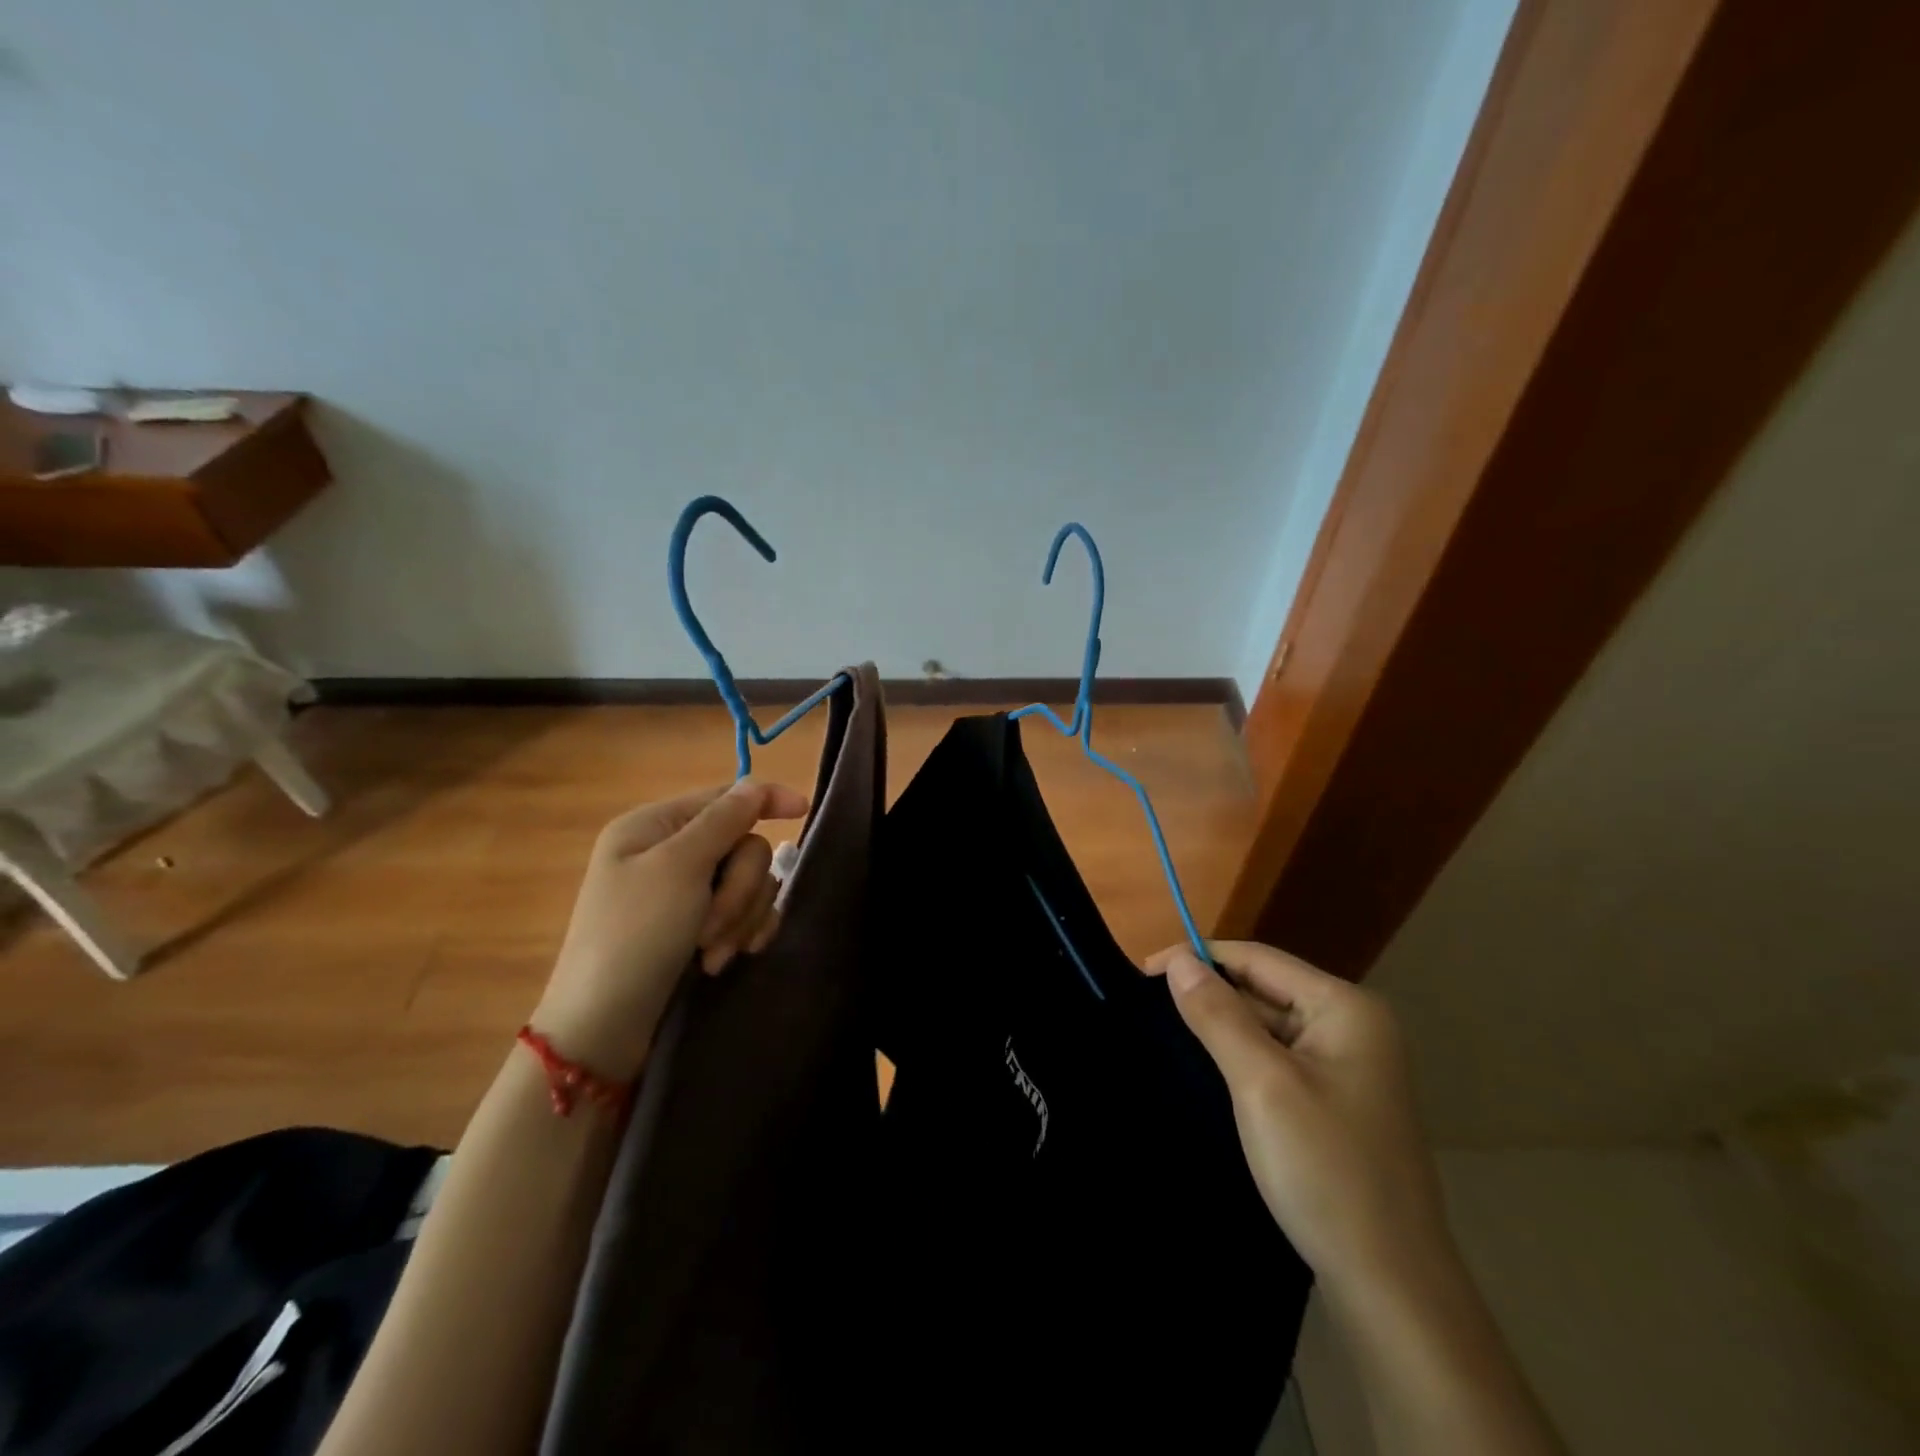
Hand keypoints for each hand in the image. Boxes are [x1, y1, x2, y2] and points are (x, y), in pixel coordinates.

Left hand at [532, 779, 808, 1079]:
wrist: (604, 1028)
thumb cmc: (634, 936)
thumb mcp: (678, 869)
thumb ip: (723, 821)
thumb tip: (755, 785)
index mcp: (654, 826)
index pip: (723, 797)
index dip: (765, 800)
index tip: (804, 810)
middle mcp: (670, 853)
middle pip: (742, 846)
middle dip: (738, 889)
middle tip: (712, 927)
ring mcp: (684, 894)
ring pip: (748, 883)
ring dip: (739, 918)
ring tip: (713, 955)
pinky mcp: (697, 928)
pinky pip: (744, 913)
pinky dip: (741, 933)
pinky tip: (729, 958)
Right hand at [1146, 941, 1451, 1300]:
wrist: (1391, 1286)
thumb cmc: (1325, 1170)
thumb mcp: (1261, 1083)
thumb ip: (1218, 1014)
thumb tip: (1179, 959)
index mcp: (1345, 1008)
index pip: (1258, 959)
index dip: (1199, 957)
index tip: (1142, 972)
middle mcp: (1353, 1026)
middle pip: (1265, 988)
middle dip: (1210, 993)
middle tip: (1148, 1008)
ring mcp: (1348, 1066)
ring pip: (1269, 1025)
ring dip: (1223, 1025)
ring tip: (1167, 1032)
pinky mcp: (1336, 1100)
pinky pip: (1278, 1058)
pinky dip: (1242, 1056)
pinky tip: (1209, 1069)